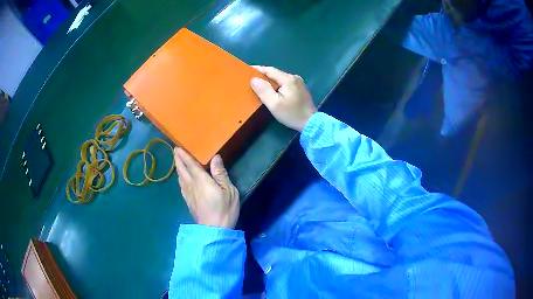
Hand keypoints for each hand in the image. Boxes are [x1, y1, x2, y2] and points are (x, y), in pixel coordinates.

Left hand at [174, 148, 239, 228]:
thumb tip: (215, 157)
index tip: (178, 147)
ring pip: (180, 179)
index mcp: (201, 180)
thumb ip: (220, 174)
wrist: (214, 230)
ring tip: (178, 163)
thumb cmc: (224, 209)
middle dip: (178, 160)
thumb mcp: (228, 190)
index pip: (190, 164)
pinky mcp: (189, 203)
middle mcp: (191, 185)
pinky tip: (182, 181)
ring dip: (178, 169)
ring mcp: (188, 195)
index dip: (184, 155)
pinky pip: (181, 187)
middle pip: (182, 170)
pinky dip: (180, 179)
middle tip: (175, 151)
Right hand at [251, 66, 316, 131]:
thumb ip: (263, 90)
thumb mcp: (274, 104)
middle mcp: (294, 77)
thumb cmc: (292, 114)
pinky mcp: (301, 89)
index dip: (258, 69)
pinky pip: (285, 84)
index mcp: (288, 79)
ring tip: (259, 85)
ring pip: (280, 79)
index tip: (247, 70)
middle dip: (263, 75)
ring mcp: (299, 83)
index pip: (270, 70)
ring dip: (270, 81)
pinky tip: (272, 90)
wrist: (311, 123)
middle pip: (275, 74)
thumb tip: (254, 79)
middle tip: (251, 79)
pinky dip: (277, 85)